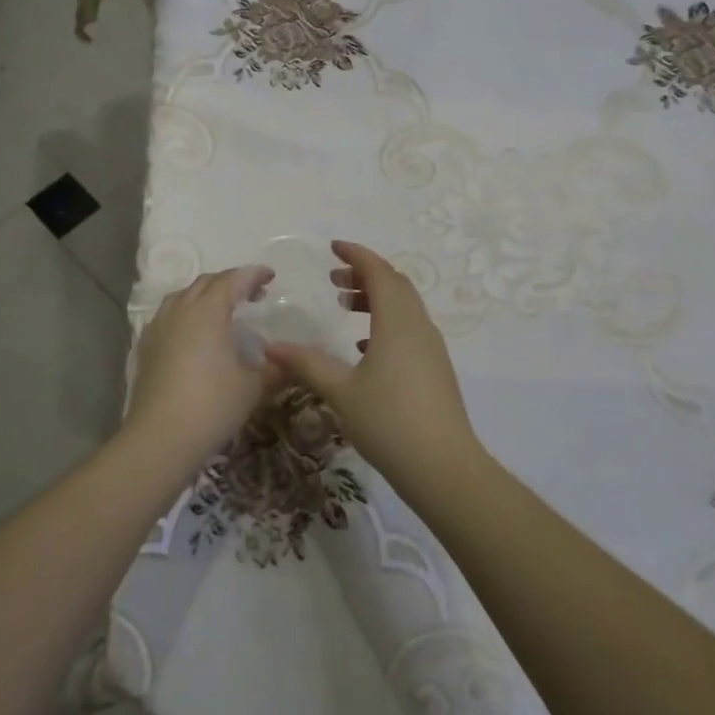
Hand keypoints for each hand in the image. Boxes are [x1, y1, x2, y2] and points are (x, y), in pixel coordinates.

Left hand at [124, 266, 278, 457]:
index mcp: (208, 311)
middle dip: (230, 282)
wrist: (159, 438)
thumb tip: (290, 362)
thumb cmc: (212, 406)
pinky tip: (196, 334)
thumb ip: (274, 369)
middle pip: (206, 283)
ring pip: (183, 296)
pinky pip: (169, 315)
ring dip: (206, 295)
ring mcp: (158, 327)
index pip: (233, 280)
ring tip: (224, 310)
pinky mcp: (146, 346)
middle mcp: (180, 310)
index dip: (253, 275)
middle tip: (252, 294)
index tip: (270, 276)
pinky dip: (188, 313)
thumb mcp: (253, 387)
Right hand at [263, 241, 482, 490]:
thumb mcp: (340, 391)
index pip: (379, 272)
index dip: (357, 255)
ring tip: (344, 307)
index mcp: (398, 321)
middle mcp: (419, 326)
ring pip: (404, 308)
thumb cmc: (389, 421)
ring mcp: (431, 348)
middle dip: (365, 275)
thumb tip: (271, 347)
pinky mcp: (435, 369)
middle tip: (333, 279)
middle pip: (395, 285)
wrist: (443, 467)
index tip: (333, 248)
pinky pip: (409, 330)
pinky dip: (385, 324)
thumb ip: (307, 364)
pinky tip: (364, 348)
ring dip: (375, 299)